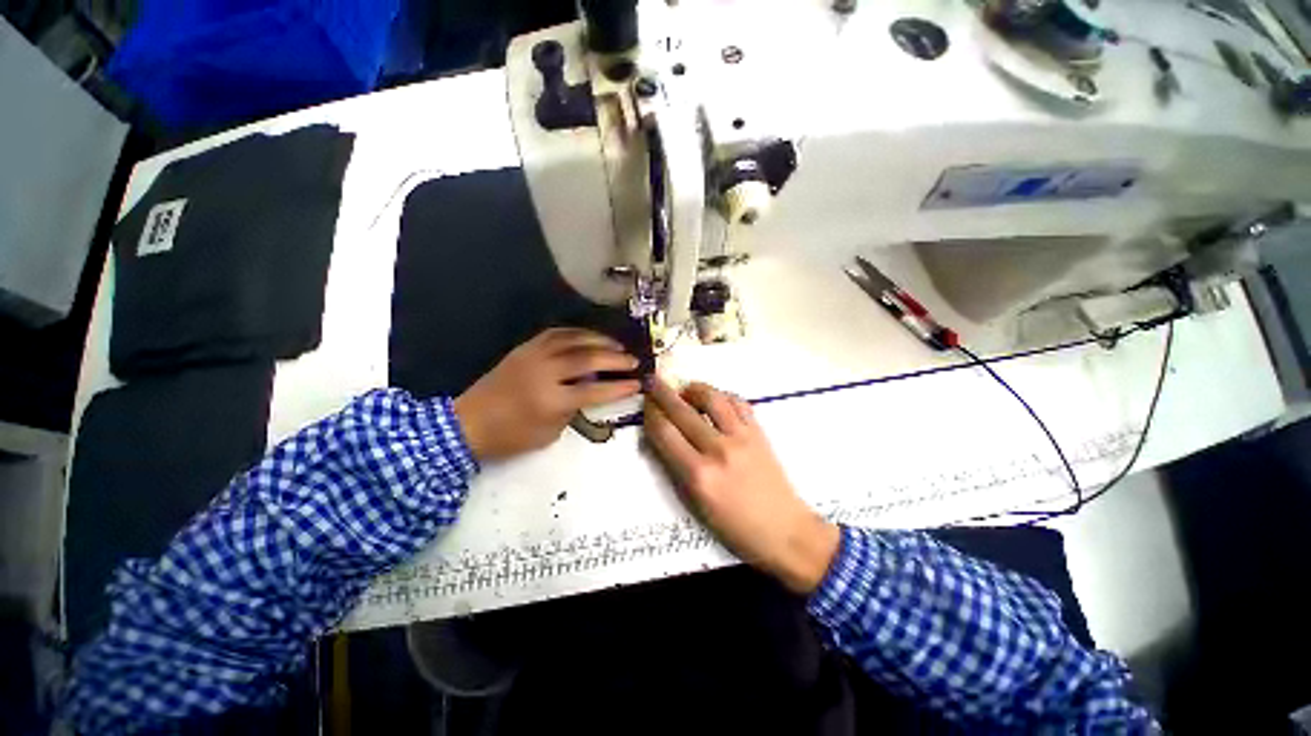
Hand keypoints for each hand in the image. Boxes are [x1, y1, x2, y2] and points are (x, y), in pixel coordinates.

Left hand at [454, 328, 640, 461]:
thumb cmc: (510, 437)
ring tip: (617, 345)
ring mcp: (533, 356)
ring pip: (573, 340)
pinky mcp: (524, 348)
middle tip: (633, 360)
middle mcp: (544, 373)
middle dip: (615, 359)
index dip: (618, 387)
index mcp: (550, 400)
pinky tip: (588, 336)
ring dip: (599, 340)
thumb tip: (588, 389)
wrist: (466, 423)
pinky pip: (555, 333)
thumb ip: (572, 410)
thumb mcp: (548, 433)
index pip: (594, 390)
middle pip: (587, 359)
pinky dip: (576, 333)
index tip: (637, 383)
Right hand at [643, 377, 839, 593]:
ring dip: (694, 389)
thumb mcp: (696, 505)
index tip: (646, 404)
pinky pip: (738, 402)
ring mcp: (741, 437)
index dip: (651, 414)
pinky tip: (715, 400)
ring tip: (686, 390)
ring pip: (712, 398)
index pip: (665, 433)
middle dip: (662, 393)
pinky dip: (722, 396)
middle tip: (653, 381)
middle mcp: (717, 450)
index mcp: (698, 474)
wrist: (785, 530)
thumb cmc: (735, 527)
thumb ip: (675, 468)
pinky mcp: (759, 432)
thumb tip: (662, 437)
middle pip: (682, 411)